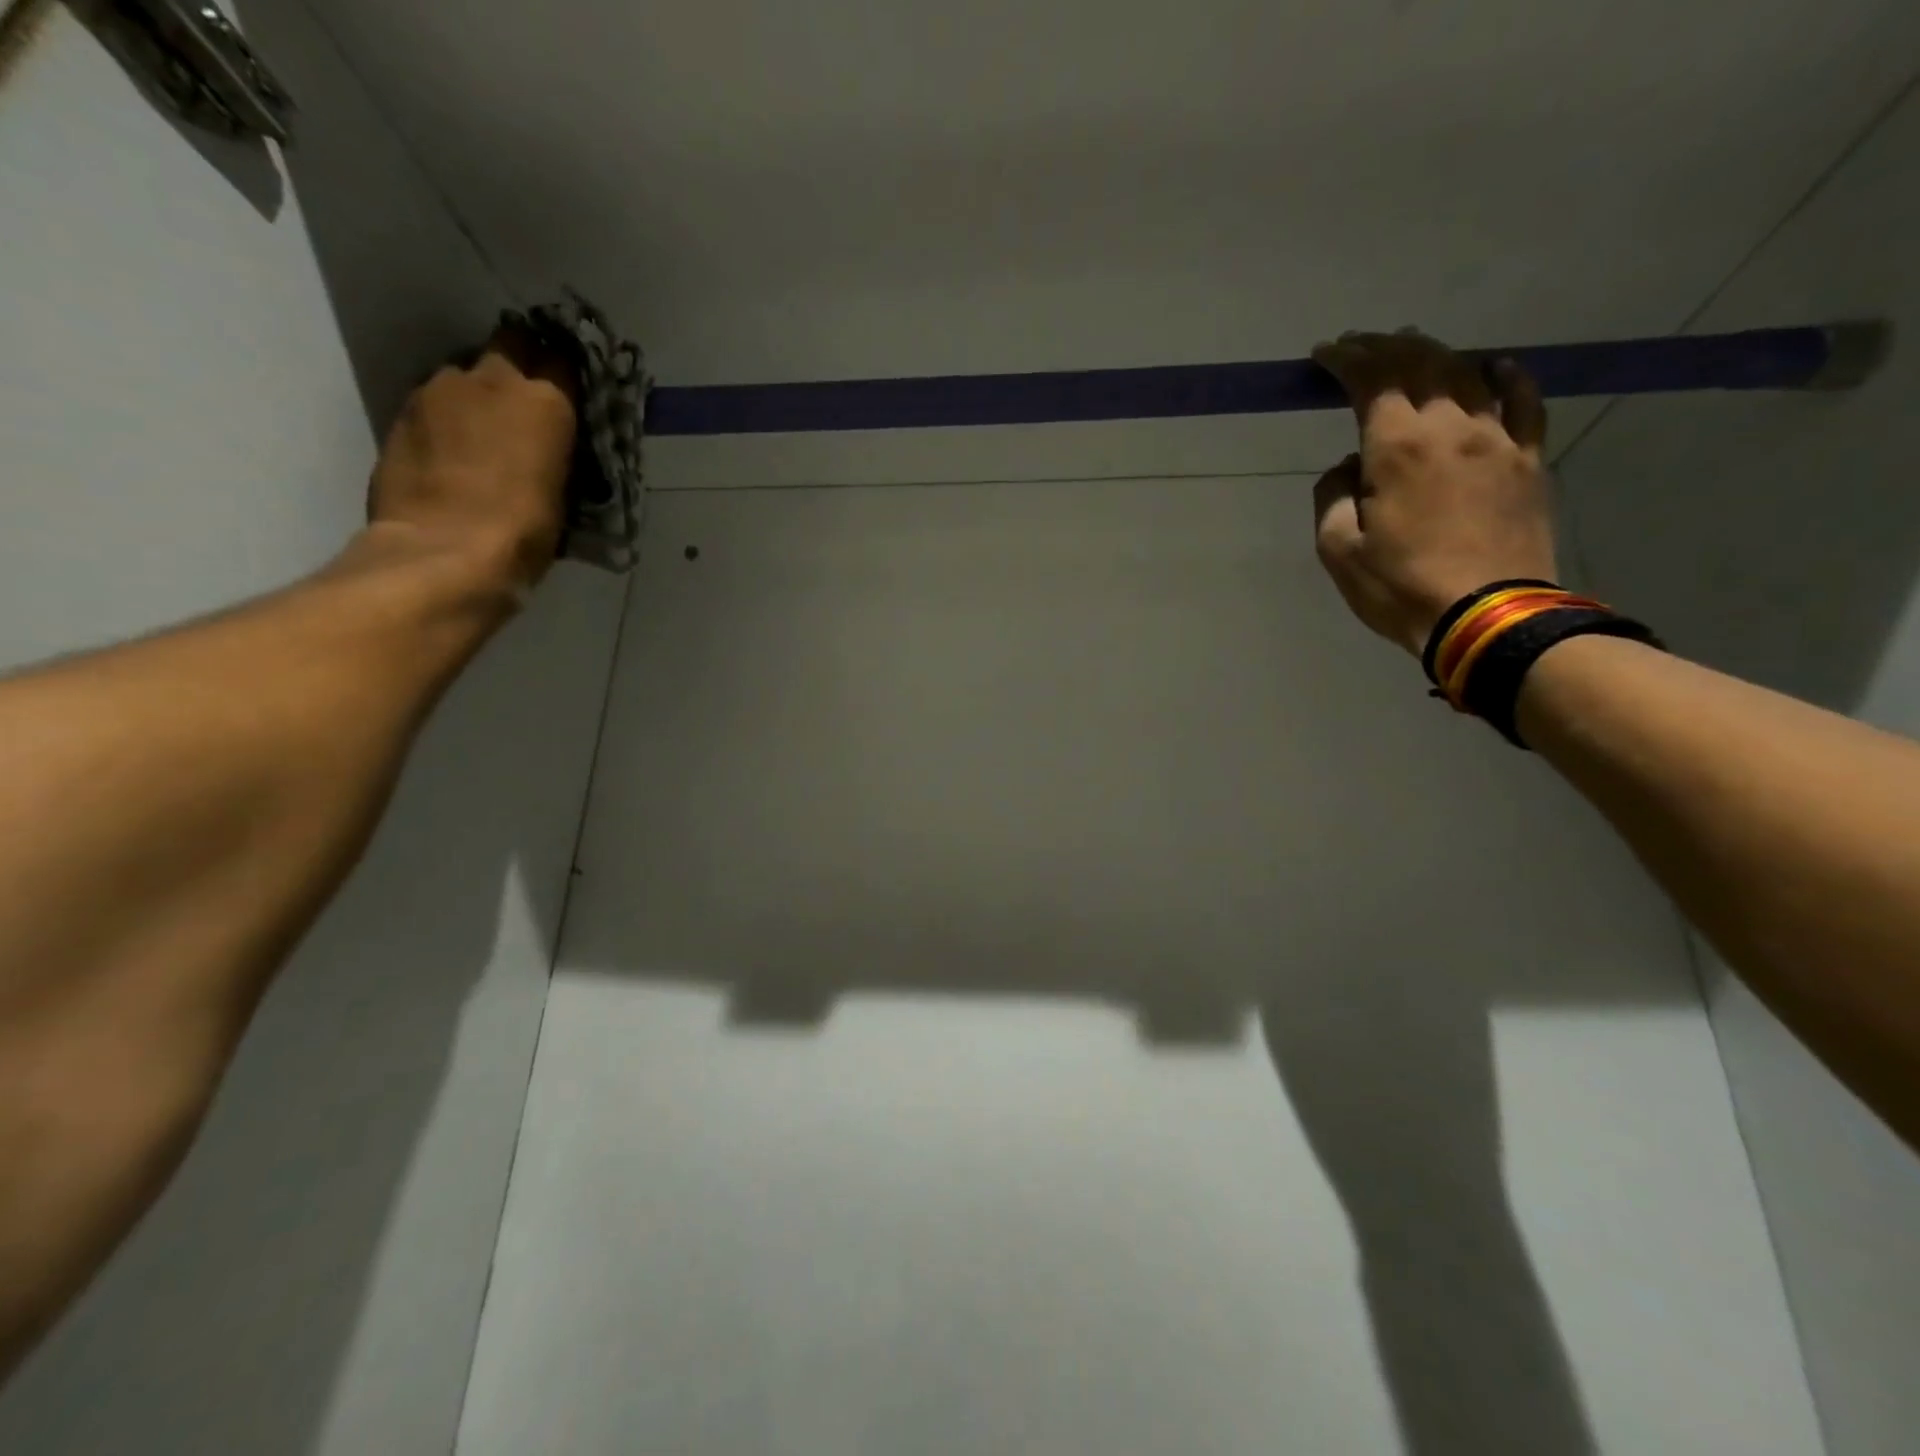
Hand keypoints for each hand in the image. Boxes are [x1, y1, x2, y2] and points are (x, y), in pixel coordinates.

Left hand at [366, 324, 578, 592]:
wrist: (444, 552)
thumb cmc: (524, 532)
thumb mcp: (563, 494)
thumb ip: (556, 453)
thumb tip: (552, 446)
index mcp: (544, 401)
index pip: (565, 361)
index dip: (569, 375)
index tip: (573, 393)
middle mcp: (492, 379)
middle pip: (512, 343)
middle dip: (523, 360)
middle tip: (530, 397)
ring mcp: (439, 389)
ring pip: (468, 370)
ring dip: (481, 391)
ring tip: (487, 428)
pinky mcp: (403, 410)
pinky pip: (436, 398)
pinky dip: (450, 414)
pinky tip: (455, 447)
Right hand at [1309, 329, 1557, 654]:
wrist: (1488, 616)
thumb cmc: (1400, 586)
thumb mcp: (1338, 550)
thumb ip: (1334, 497)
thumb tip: (1349, 467)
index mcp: (1398, 447)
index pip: (1371, 380)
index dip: (1346, 359)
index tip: (1325, 354)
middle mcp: (1451, 426)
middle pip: (1421, 364)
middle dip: (1385, 347)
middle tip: (1361, 345)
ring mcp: (1498, 438)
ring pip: (1468, 373)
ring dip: (1436, 354)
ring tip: (1413, 349)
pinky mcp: (1529, 459)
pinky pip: (1523, 400)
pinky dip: (1505, 375)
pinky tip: (1494, 367)